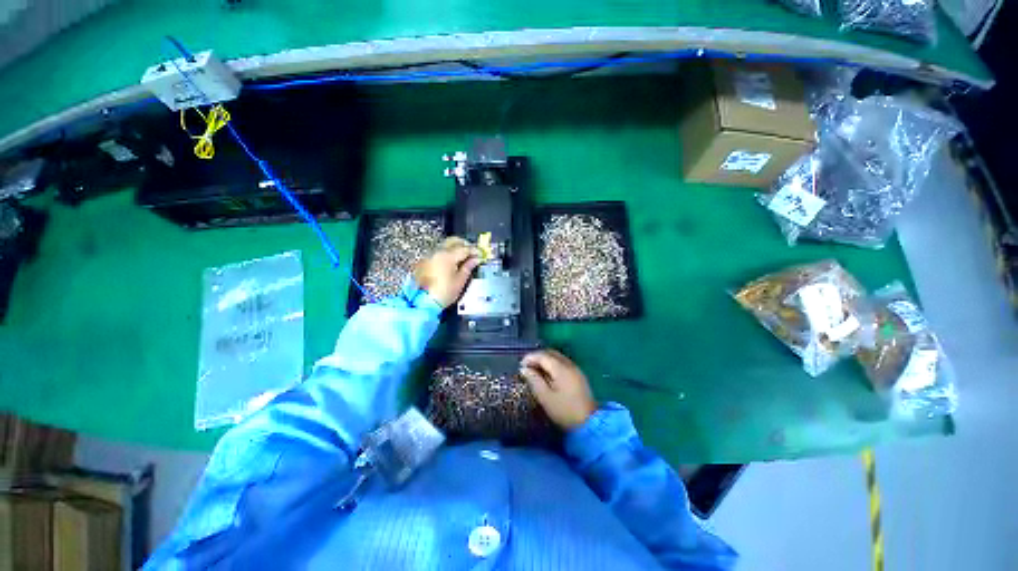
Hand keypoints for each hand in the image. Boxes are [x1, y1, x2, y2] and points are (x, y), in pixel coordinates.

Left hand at [414, 237, 480, 307]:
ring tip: (463, 257)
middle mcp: (437, 252)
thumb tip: (475, 259)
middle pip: (453, 241)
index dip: (474, 250)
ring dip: (455, 247)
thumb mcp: (460, 281)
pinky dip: (447, 253)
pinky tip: (452, 262)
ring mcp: (430, 255)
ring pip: (445, 245)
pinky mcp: (425, 261)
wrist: (423, 302)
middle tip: (472, 252)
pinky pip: (438, 252)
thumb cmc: (444, 293)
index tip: (480, 254)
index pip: (465, 248)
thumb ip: (468, 267)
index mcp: (448, 256)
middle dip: (464, 244)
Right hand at [520, 349, 596, 429]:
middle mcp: (569, 364)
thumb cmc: (564, 411)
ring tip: (535, 370)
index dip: (530, 358)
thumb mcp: (545, 398)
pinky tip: (548, 374)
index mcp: (561, 368)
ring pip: (558, 357)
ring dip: (545, 360)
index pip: (543, 356)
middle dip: (537, 357)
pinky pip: (563, 363)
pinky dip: (553, 364)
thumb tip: (524, 369)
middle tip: (527, 367)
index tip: (520, 366)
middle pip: (551, 353)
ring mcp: (576, 369)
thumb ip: (534, 380)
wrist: (589, 424)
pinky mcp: (579, 375)